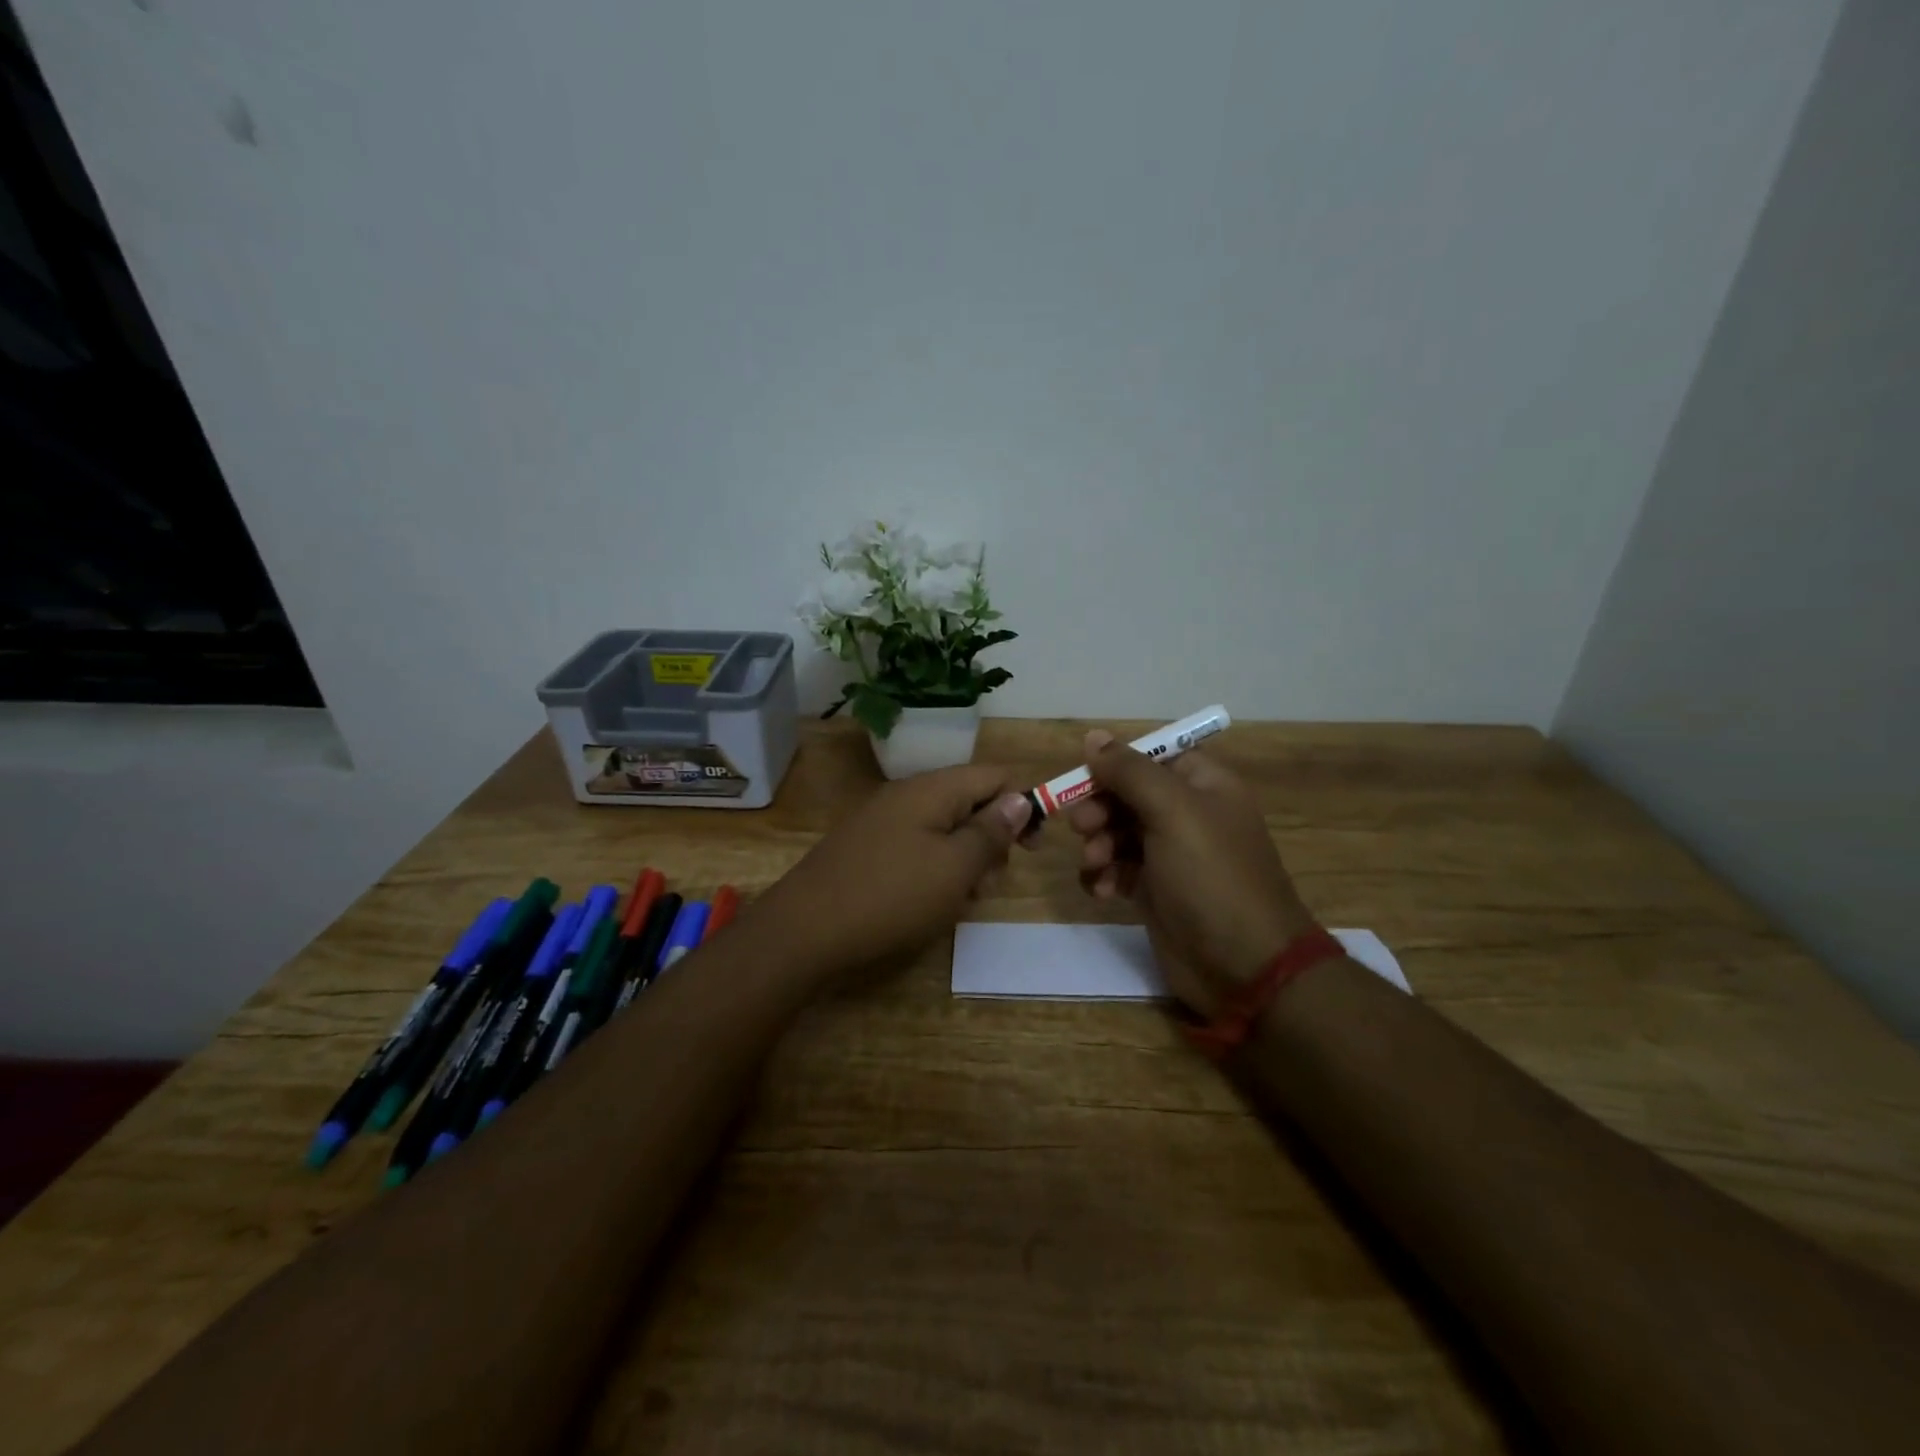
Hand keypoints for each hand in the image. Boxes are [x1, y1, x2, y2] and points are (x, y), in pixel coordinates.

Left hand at [751, 764, 1033, 990]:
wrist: (804, 930)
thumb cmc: (891, 896)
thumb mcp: (954, 868)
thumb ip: (991, 832)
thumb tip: (1020, 798)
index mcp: (932, 789)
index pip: (993, 776)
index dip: (1022, 804)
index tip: (1033, 848)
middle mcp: (908, 795)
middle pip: (969, 803)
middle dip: (991, 840)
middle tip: (988, 884)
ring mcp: (884, 821)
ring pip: (944, 830)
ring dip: (964, 861)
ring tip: (959, 901)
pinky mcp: (869, 848)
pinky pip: (917, 848)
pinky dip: (935, 871)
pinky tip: (930, 904)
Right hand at [1065, 730, 1315, 1016]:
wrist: (1244, 966)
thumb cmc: (1211, 876)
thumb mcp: (1172, 811)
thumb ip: (1129, 771)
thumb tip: (1093, 737)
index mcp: (1203, 785)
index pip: (1151, 757)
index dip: (1116, 765)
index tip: (1084, 780)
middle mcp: (1188, 814)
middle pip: (1128, 794)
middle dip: (1100, 809)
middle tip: (1082, 828)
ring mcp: (1172, 855)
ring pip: (1118, 832)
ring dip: (1098, 844)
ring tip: (1095, 865)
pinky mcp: (1156, 891)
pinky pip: (1119, 868)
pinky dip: (1105, 875)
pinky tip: (1102, 891)